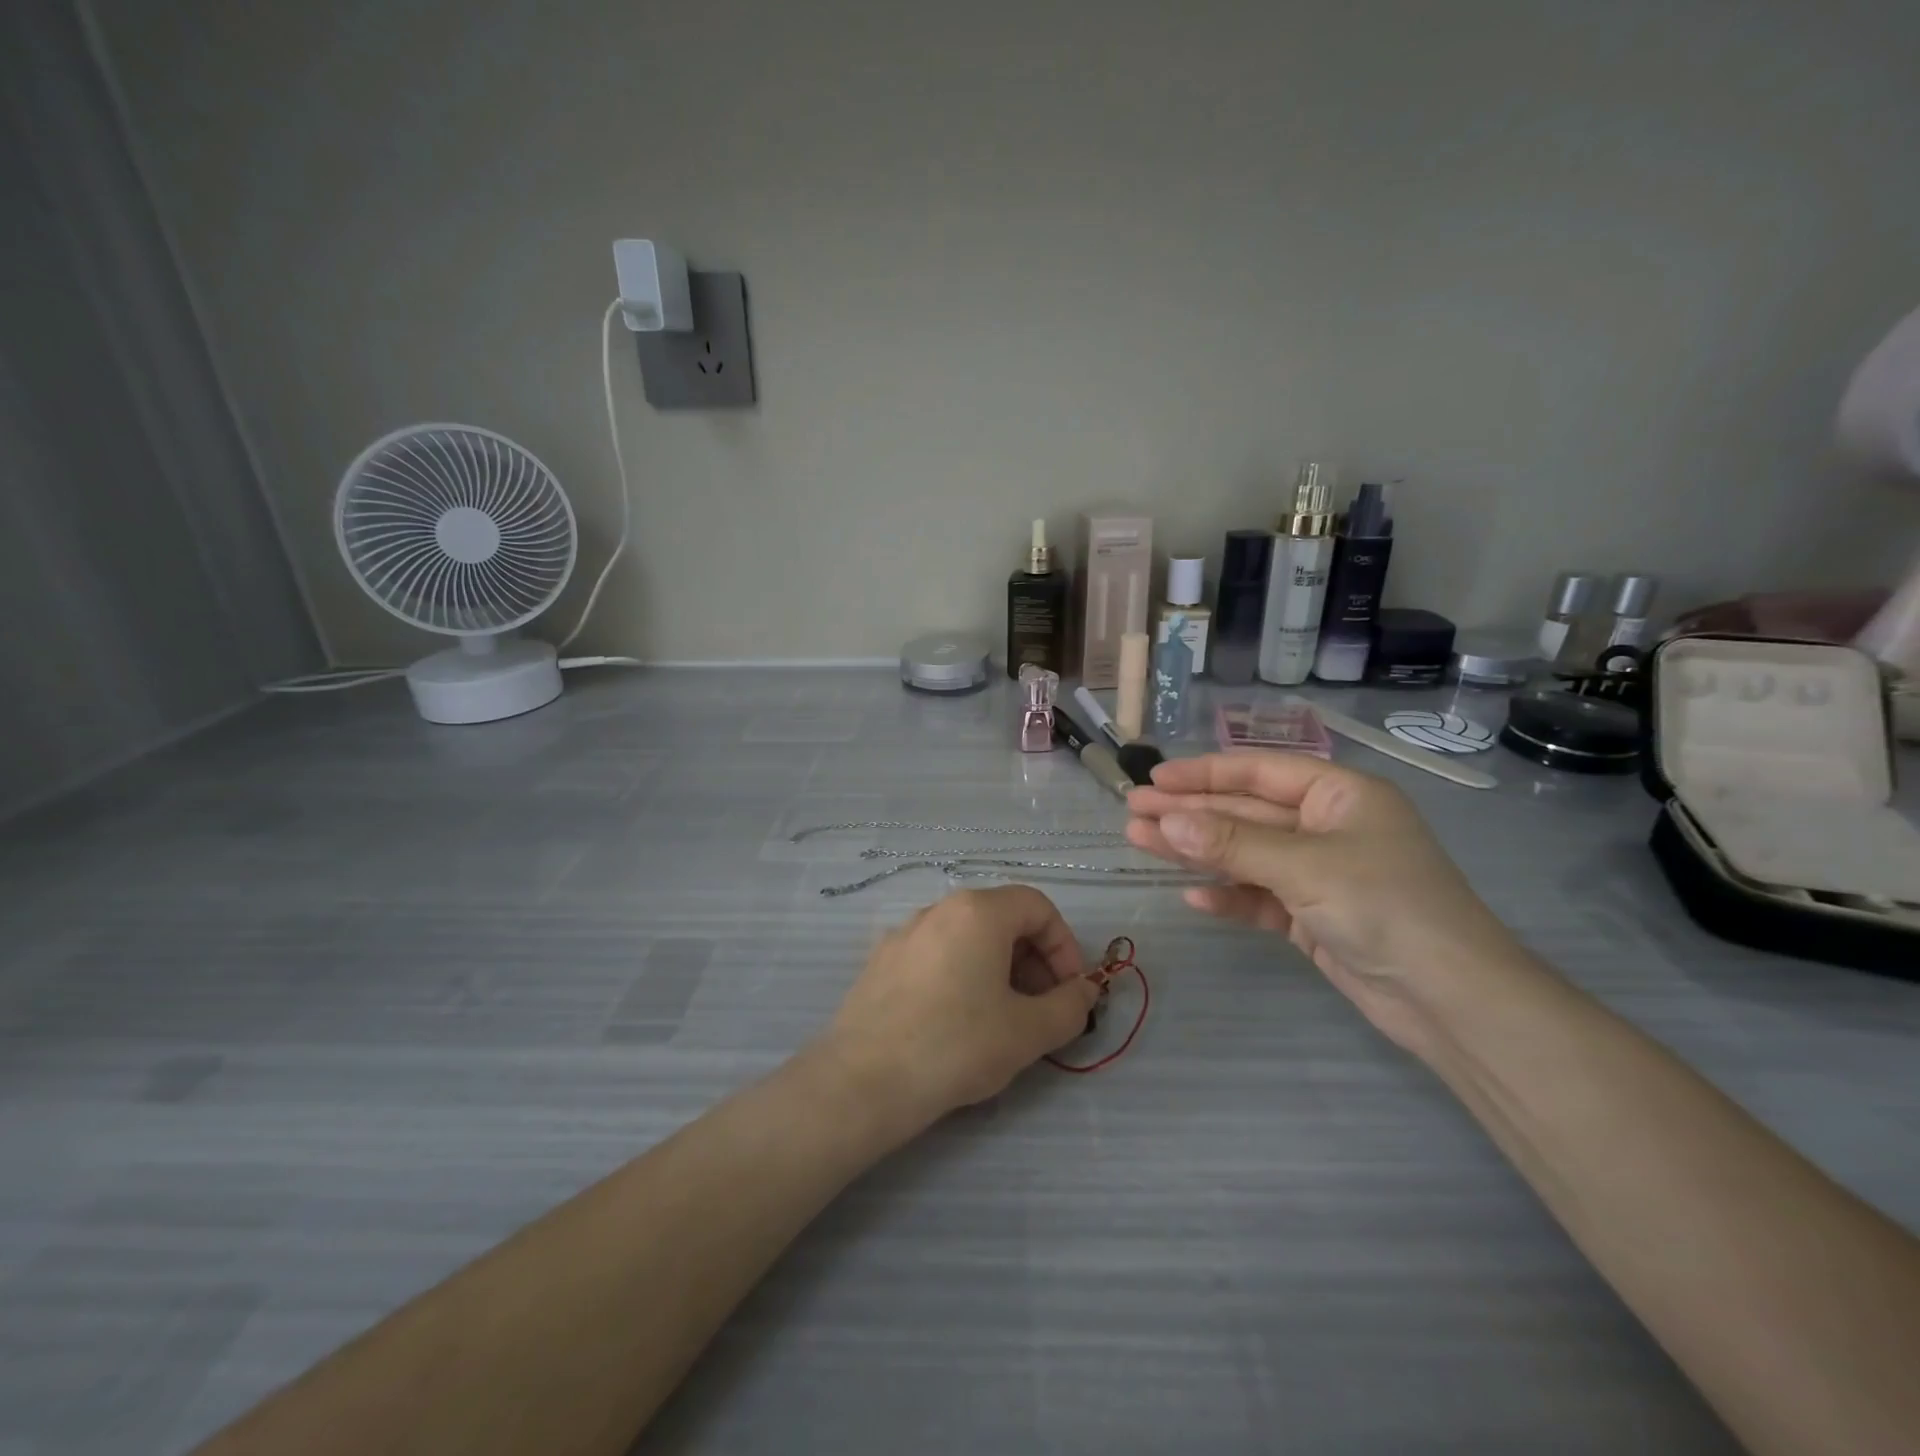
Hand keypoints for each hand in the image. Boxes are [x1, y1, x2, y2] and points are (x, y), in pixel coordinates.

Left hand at [819, 886, 1101, 1129]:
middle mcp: (940, 908)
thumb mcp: (1028, 1031)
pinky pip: (938, 954)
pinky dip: (963, 974)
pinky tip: (958, 1022)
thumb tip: (1084, 991)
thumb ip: (1069, 1006)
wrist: (863, 1080)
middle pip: (1003, 918)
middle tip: (1042, 1008)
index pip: (1038, 907)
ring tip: (1003, 1018)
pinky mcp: (883, 960)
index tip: (1070, 992)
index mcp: (978, 911)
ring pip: (969, 937)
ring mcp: (906, 932)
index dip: (1065, 946)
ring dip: (1000, 968)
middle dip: (1034, 959)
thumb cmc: (956, 1045)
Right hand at [1126, 752, 1527, 1049]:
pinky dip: (1228, 896)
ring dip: (1196, 851)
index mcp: (1339, 795)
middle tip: (1131, 811)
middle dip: (1189, 812)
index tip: (1154, 778)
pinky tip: (1191, 898)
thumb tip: (1166, 820)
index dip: (1204, 773)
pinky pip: (1260, 897)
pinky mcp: (1314, 918)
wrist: (1451, 1001)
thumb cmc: (1384, 907)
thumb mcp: (1303, 866)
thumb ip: (1231, 842)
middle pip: (1245, 812)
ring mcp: (1320, 875)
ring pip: (1245, 854)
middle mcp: (1328, 827)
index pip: (1259, 771)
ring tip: (1140, 842)